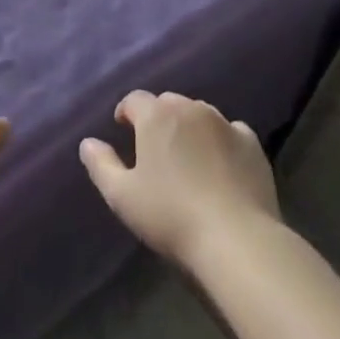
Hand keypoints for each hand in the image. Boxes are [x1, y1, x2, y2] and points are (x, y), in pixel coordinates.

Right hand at [80, 91, 280, 267]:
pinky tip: (221, 162)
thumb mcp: (122, 197)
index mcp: (156, 115)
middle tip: (154, 148)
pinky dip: (221, 140)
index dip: (126, 112)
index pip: (134, 100)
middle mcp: (190, 108)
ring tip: (187, 155)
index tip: (123, 129)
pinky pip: (230, 131)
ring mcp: (224, 122)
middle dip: (158, 118)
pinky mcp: (251, 143)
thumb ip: (101, 165)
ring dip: (189, 126)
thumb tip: (88, 142)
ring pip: (199, 113)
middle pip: (168, 103)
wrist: (236, 238)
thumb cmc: (171, 215)